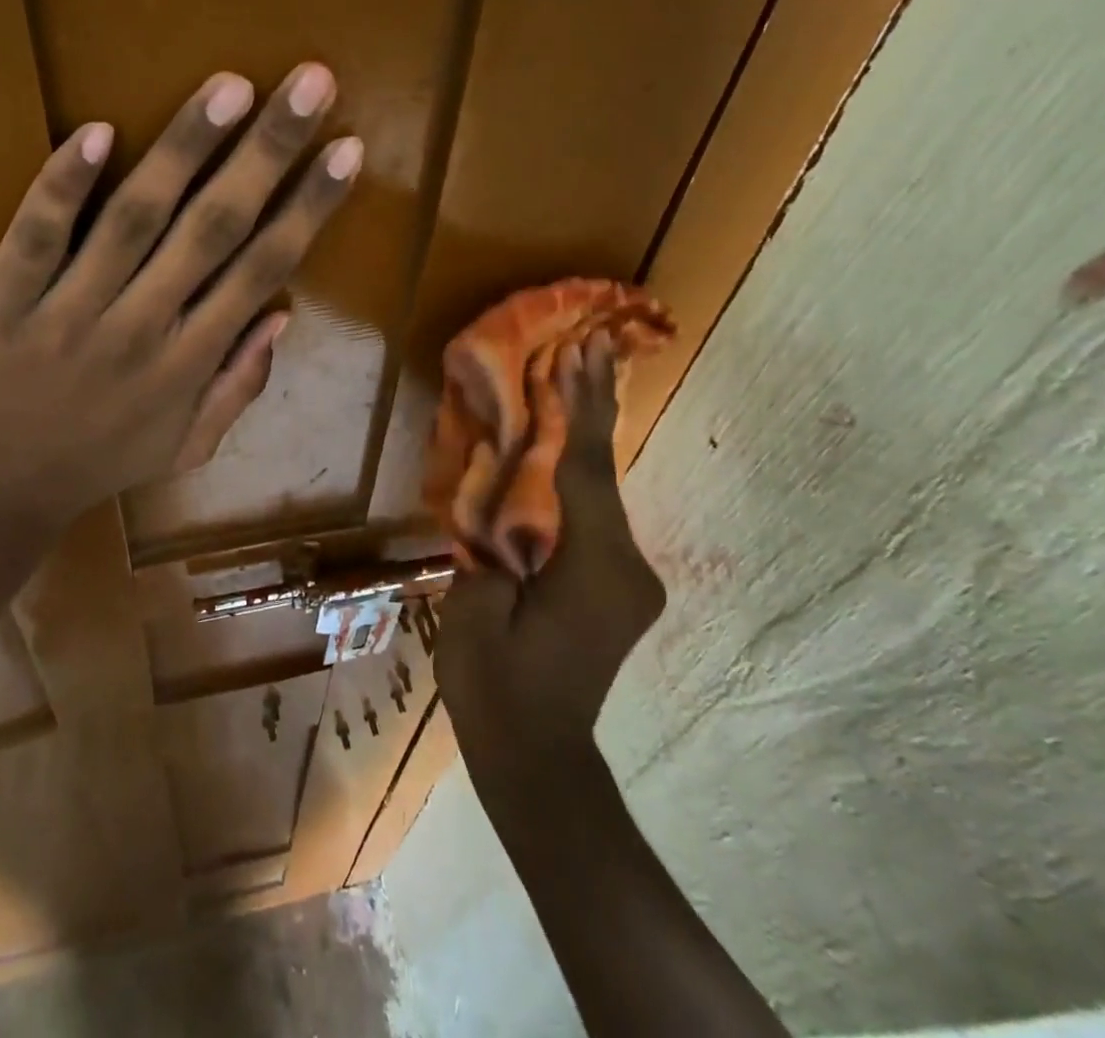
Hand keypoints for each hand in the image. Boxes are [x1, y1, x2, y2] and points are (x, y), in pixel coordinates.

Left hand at [0, 63, 360, 538]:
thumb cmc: (97, 463)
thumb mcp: (186, 446)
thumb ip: (239, 385)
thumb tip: (283, 316)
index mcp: (189, 363)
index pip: (262, 269)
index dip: (309, 206)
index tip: (346, 148)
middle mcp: (142, 329)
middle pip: (214, 229)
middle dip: (268, 152)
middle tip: (309, 82)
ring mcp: (70, 312)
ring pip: (135, 219)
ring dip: (184, 149)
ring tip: (229, 87)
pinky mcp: (2, 299)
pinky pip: (36, 236)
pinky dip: (65, 184)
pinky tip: (98, 130)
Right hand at [435, 334, 664, 796]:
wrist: (538, 758)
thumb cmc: (497, 685)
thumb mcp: (475, 606)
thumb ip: (491, 544)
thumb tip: (497, 505)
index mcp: (594, 567)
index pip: (585, 469)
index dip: (581, 407)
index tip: (583, 352)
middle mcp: (627, 566)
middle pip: (603, 473)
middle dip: (593, 408)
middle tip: (593, 347)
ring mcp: (628, 580)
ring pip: (601, 495)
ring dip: (583, 443)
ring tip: (572, 384)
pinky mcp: (618, 589)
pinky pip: (595, 520)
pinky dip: (578, 481)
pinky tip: (561, 454)